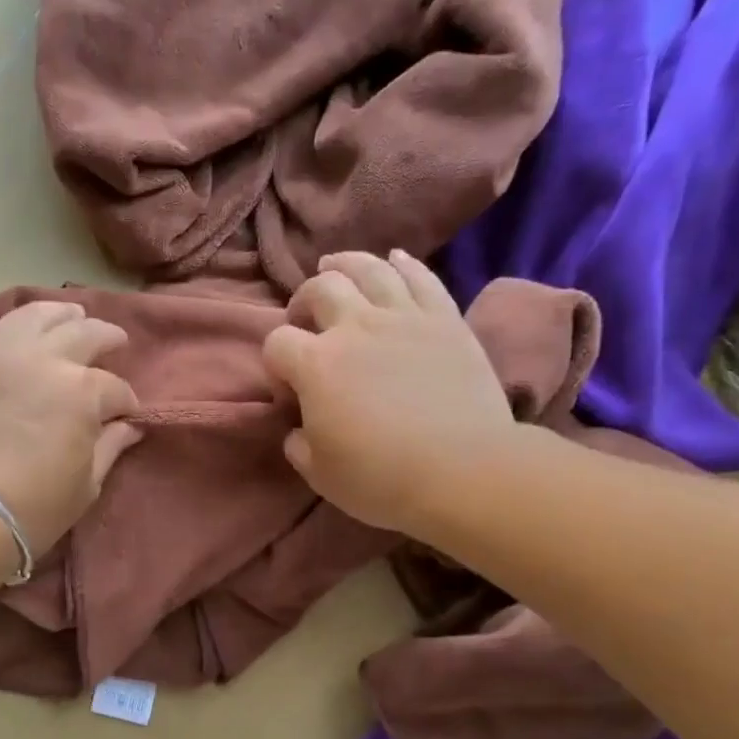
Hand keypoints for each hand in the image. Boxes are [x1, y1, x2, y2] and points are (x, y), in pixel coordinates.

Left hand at [0, 293, 142, 555]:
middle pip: (80, 334)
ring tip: (66, 313)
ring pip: (27, 316)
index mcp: (80, 391)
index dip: (125, 400)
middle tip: (113, 340)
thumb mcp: (85, 487)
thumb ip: (109, 448)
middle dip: (104, 336)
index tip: (127, 412)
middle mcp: (40, 359)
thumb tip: (130, 427)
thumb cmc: (32, 510)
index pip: (113, 388)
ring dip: (52, 311)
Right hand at [261, 250, 516, 535]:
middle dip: (303, 302)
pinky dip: (403, 264)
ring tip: (335, 268)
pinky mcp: (445, 319)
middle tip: (305, 322)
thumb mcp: (319, 474)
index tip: (290, 394)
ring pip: (369, 269)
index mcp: (316, 365)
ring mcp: (404, 317)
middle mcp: (355, 327)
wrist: (463, 470)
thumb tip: (299, 429)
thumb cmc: (381, 478)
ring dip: (345, 265)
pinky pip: (421, 277)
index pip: (277, 343)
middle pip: (319, 290)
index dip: (276, 365)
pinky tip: (394, 260)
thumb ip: (299, 444)